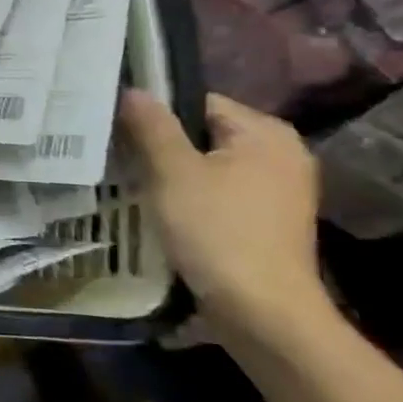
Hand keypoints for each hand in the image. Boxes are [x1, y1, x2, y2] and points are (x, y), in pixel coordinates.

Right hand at [118, 89, 331, 339]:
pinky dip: (193, 200)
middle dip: (163, 148)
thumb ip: (152, 127)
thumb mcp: (173, 172)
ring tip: (137, 188)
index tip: (120, 135)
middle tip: (122, 162)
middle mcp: (282, 154)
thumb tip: (134, 89)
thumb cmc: (217, 231)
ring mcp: (280, 191)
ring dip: (175, 177)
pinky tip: (167, 215)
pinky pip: (221, 194)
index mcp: (265, 132)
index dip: (156, 116)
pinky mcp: (270, 222)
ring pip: (210, 167)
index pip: (198, 103)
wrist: (262, 312)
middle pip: (204, 135)